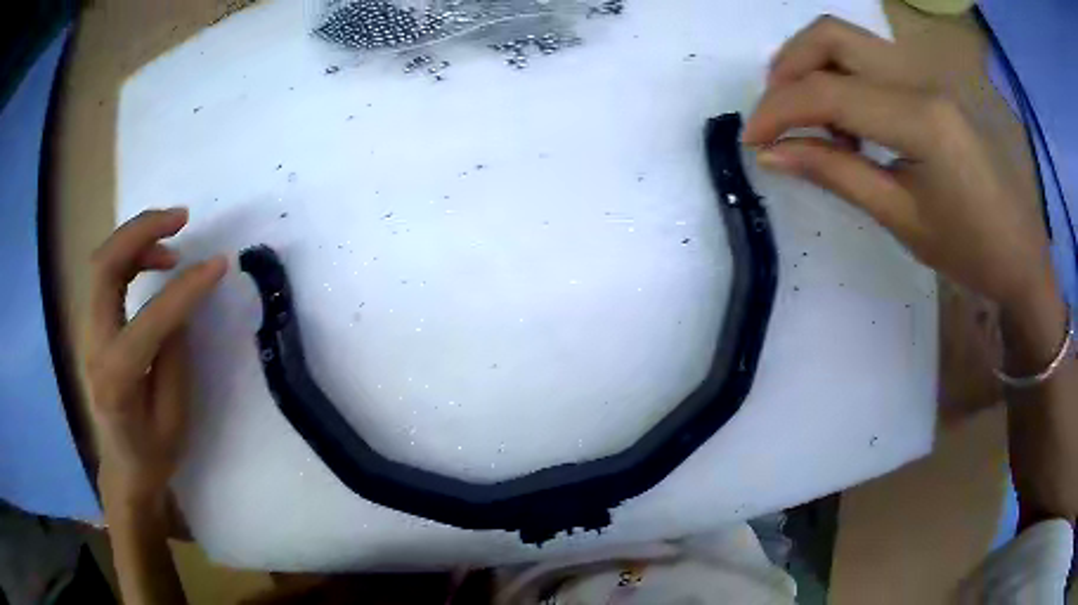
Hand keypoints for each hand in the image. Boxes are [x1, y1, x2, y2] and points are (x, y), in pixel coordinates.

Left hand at [85, 208, 225, 506]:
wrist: (122, 468)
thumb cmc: (153, 453)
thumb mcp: (175, 417)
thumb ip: (174, 356)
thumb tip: (179, 304)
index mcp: (117, 380)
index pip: (149, 320)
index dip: (186, 288)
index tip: (219, 265)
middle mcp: (93, 347)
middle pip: (104, 266)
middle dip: (141, 231)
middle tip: (180, 218)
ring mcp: (87, 332)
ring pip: (102, 262)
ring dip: (136, 238)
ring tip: (173, 237)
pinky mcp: (92, 325)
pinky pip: (106, 275)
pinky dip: (130, 256)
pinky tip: (154, 261)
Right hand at [742, 16, 1057, 312]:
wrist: (1022, 252)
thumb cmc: (971, 250)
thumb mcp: (903, 218)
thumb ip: (837, 173)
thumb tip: (773, 154)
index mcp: (921, 117)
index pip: (828, 91)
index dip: (778, 111)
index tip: (751, 140)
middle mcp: (922, 76)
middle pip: (831, 35)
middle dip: (789, 67)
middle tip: (777, 114)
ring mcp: (930, 71)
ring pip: (850, 38)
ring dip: (815, 66)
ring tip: (815, 122)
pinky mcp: (934, 79)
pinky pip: (874, 56)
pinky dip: (845, 75)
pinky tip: (853, 120)